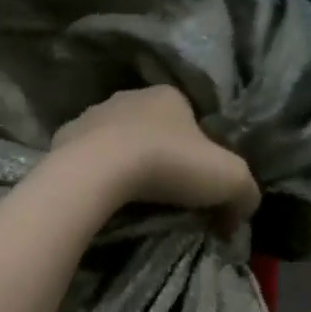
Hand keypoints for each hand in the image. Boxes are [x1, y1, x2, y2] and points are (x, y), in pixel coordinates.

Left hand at [52, 87, 259, 224]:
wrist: (100, 172)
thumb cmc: (171, 165)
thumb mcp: (231, 179)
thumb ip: (246, 194)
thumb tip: (239, 215)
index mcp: (169, 95)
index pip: (193, 121)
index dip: (202, 154)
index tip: (202, 188)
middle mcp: (129, 97)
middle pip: (155, 131)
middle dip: (164, 158)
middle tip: (170, 197)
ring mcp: (92, 116)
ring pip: (119, 142)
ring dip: (128, 165)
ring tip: (134, 201)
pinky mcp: (64, 140)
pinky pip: (89, 159)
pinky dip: (98, 175)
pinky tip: (104, 198)